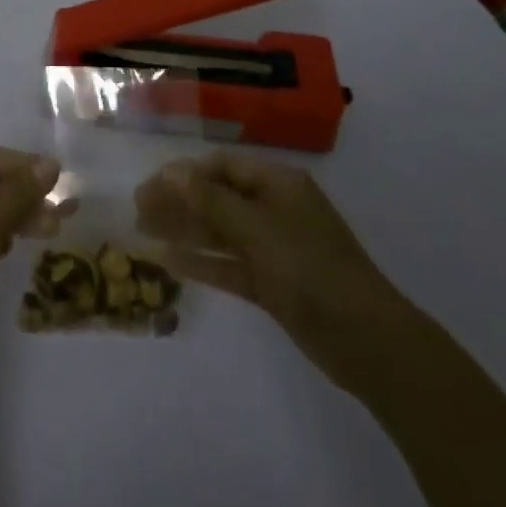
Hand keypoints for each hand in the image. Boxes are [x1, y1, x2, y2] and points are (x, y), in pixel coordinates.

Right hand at [135, 151, 411, 390]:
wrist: (368, 341)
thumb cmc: (310, 269)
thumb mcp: (257, 228)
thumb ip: (210, 200)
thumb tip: (171, 172)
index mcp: (276, 182)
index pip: (220, 165)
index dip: (183, 173)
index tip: (148, 186)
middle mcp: (273, 207)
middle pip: (217, 195)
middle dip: (178, 200)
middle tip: (138, 210)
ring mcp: (273, 246)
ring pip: (220, 230)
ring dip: (185, 229)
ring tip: (143, 231)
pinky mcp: (273, 282)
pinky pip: (229, 263)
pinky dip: (202, 261)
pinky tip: (170, 261)